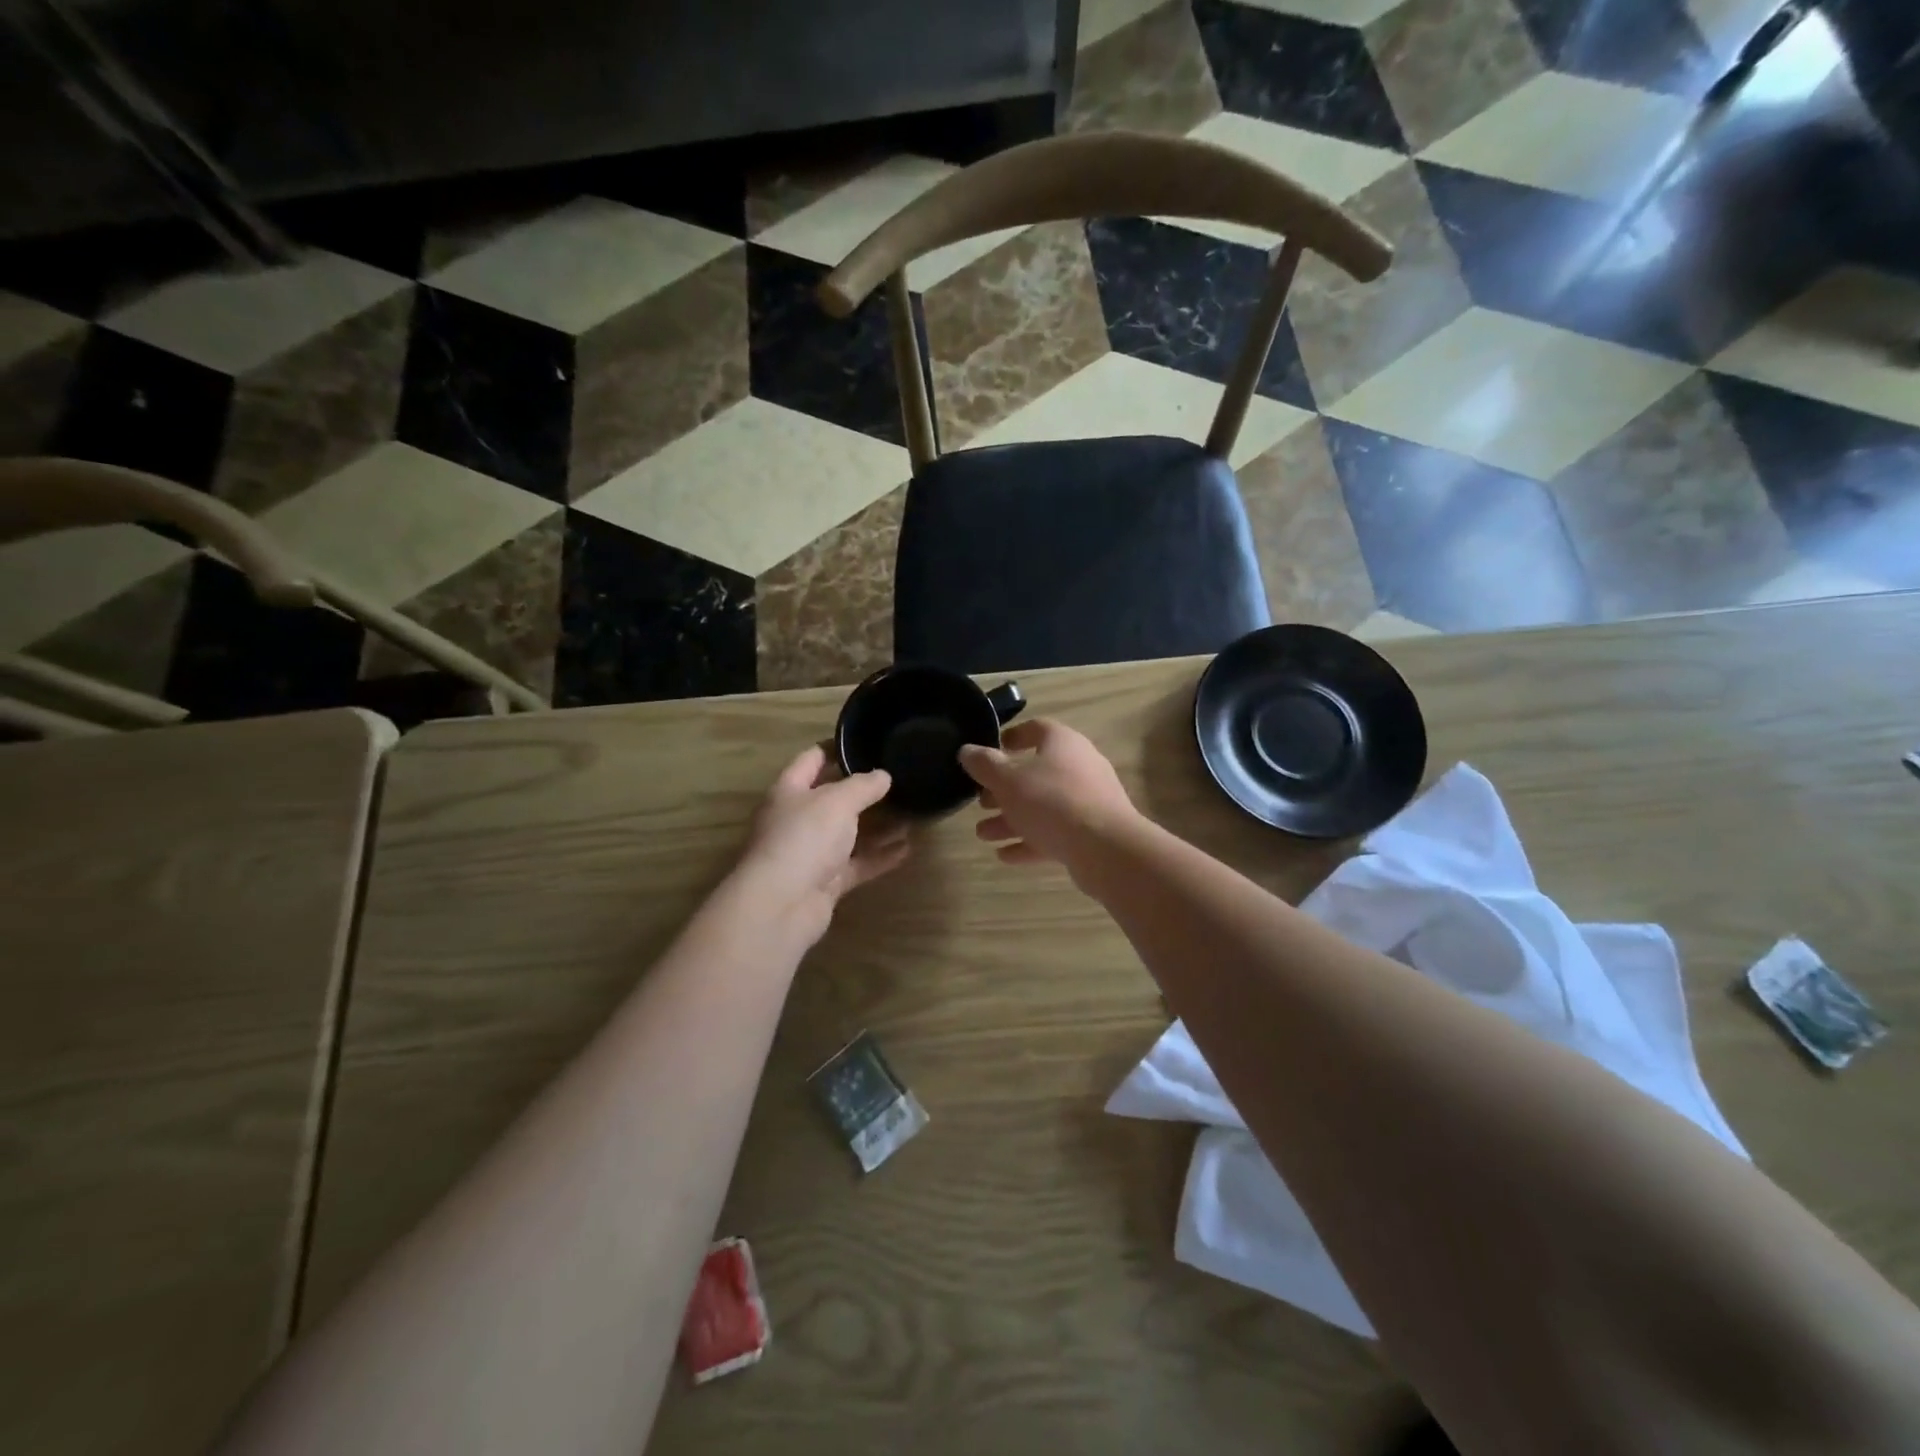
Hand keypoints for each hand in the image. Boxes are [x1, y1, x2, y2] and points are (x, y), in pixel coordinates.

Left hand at [734, 744, 910, 946]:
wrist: (781, 905)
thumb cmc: (804, 838)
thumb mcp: (837, 801)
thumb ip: (863, 786)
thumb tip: (883, 775)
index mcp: (790, 791)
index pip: (811, 759)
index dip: (836, 748)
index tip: (866, 742)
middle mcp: (797, 819)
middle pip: (832, 798)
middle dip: (863, 790)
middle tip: (898, 778)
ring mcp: (811, 853)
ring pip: (848, 834)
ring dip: (878, 825)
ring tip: (911, 812)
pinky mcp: (825, 882)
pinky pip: (857, 863)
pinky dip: (880, 856)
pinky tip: (907, 848)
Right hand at [958, 718, 1138, 873]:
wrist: (1106, 849)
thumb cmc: (1052, 801)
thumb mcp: (1009, 781)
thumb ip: (984, 765)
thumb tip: (966, 750)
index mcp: (1063, 744)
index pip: (1036, 729)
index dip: (1011, 737)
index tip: (989, 751)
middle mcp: (1079, 767)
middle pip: (1035, 773)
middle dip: (1003, 790)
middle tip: (980, 803)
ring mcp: (1088, 801)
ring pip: (1042, 806)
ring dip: (1011, 819)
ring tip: (983, 834)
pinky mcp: (1091, 833)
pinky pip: (1054, 832)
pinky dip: (1029, 841)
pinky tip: (1004, 855)